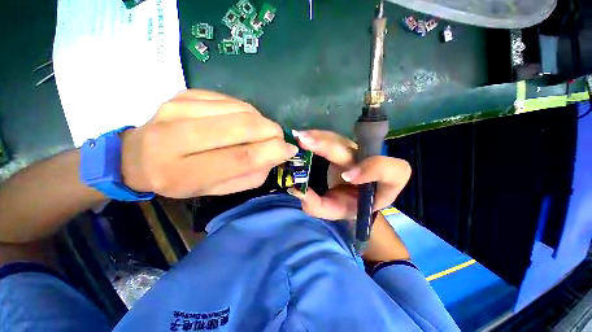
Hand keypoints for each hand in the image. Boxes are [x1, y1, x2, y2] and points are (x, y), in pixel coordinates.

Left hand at [121, 90, 297, 197]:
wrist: (138, 157)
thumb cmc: (182, 180)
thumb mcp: (218, 189)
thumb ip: (249, 176)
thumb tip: (276, 154)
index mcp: (184, 173)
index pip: (239, 158)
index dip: (271, 151)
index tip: (289, 149)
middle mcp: (176, 137)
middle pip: (240, 127)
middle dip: (270, 131)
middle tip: (279, 137)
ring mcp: (177, 109)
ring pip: (238, 109)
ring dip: (260, 120)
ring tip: (261, 131)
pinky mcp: (183, 94)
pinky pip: (229, 99)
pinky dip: (245, 110)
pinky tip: (243, 120)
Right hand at [288, 130, 410, 219]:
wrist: (354, 195)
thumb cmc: (349, 205)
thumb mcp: (337, 212)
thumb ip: (318, 207)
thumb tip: (298, 191)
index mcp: (382, 183)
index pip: (390, 171)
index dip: (370, 170)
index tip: (346, 177)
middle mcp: (371, 162)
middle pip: (353, 150)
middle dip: (328, 146)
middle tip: (304, 142)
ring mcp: (356, 150)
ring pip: (339, 140)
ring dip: (319, 138)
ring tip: (299, 138)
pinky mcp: (345, 146)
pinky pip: (331, 138)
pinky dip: (316, 136)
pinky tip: (303, 136)